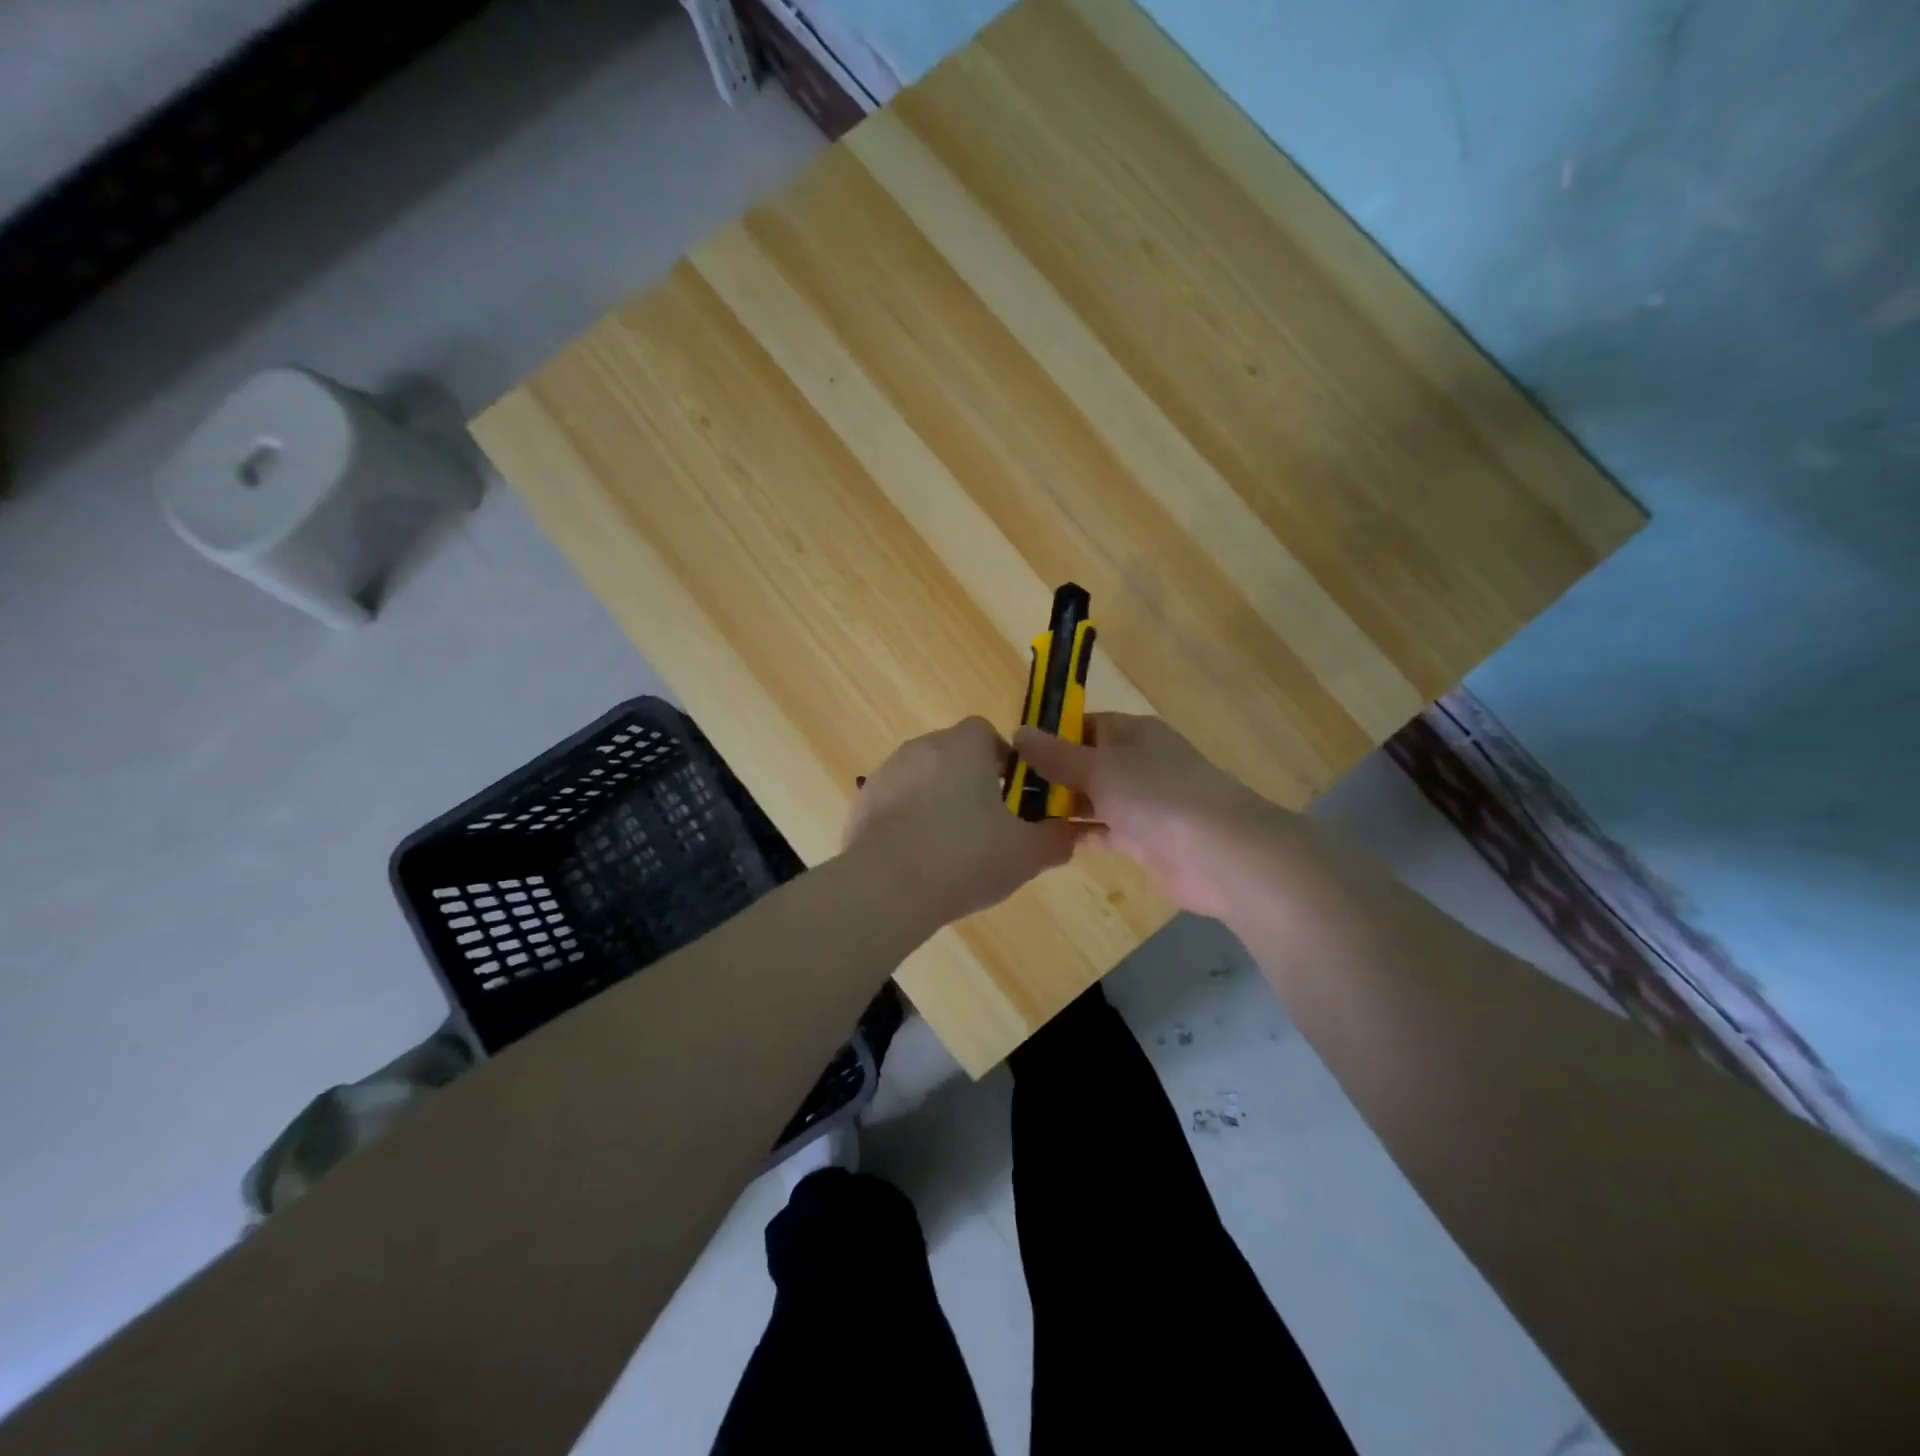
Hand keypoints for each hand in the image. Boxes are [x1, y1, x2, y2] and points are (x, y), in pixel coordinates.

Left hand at [846, 717, 1085, 924]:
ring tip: (949, 848)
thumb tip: (1072, 833)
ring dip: (938, 801)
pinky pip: (895, 804)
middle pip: (954, 755)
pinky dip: (908, 821)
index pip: (987, 734)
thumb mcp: (1026, 854)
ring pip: (923, 779)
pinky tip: (917, 859)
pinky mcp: (862, 803)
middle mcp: (922, 747)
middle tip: (987, 826)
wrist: (885, 889)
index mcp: (964, 746)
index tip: (1013, 797)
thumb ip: (1056, 839)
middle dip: (971, 783)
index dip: (1004, 762)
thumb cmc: (965, 858)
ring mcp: (886, 773)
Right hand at [1012, 714, 1277, 919]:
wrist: (1220, 854)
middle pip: (1085, 763)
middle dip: (1049, 775)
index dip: (1049, 736)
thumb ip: (1057, 754)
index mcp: (1133, 734)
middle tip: (1001, 791)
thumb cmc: (1158, 796)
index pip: (1084, 725)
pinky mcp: (1142, 840)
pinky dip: (1076, 834)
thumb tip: (1018, 732)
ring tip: (1012, 817)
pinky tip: (1042, 843)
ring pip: (1091, 799)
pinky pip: (1101, 831)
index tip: (1010, 753)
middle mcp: (1137, 763)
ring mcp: (1142, 803)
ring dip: (1059, 807)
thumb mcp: (1100, 768)